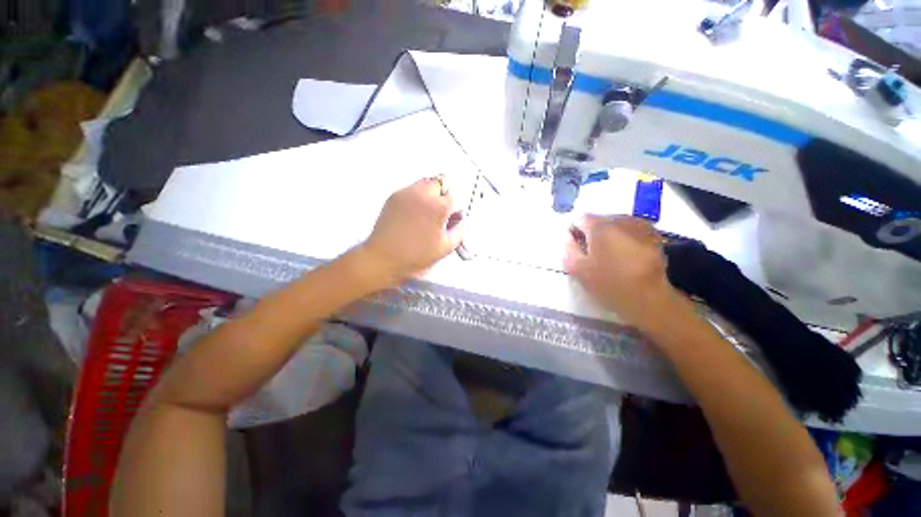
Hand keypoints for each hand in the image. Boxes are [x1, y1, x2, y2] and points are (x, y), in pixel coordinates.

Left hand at [361, 176, 464, 283]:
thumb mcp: (445, 248)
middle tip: (440, 214)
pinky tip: (413, 216)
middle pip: (441, 182)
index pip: (455, 199)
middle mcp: (423, 194)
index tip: (451, 222)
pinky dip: (417, 198)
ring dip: (431, 195)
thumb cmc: (414, 256)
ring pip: (426, 183)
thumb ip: (459, 231)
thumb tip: (461, 222)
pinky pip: (411, 190)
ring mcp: (406, 193)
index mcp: (438, 206)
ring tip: (426, 215)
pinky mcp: (394, 196)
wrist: (383, 259)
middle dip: (444, 196)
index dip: (455, 212)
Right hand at [565, 215, 681, 328]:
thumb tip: (568, 236)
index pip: (580, 218)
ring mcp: (640, 226)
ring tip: (610, 254)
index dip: (574, 230)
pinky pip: (632, 230)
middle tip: (591, 252)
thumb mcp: (577, 269)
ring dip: (610, 234)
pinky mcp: (654, 236)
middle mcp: (620, 220)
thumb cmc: (608, 283)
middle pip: (599, 220)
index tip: (575, 245)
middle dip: (592, 232)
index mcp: (599, 227)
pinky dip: (625, 237)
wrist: (648, 298)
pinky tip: (626, 254)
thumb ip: (569, 248)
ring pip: (616, 224)